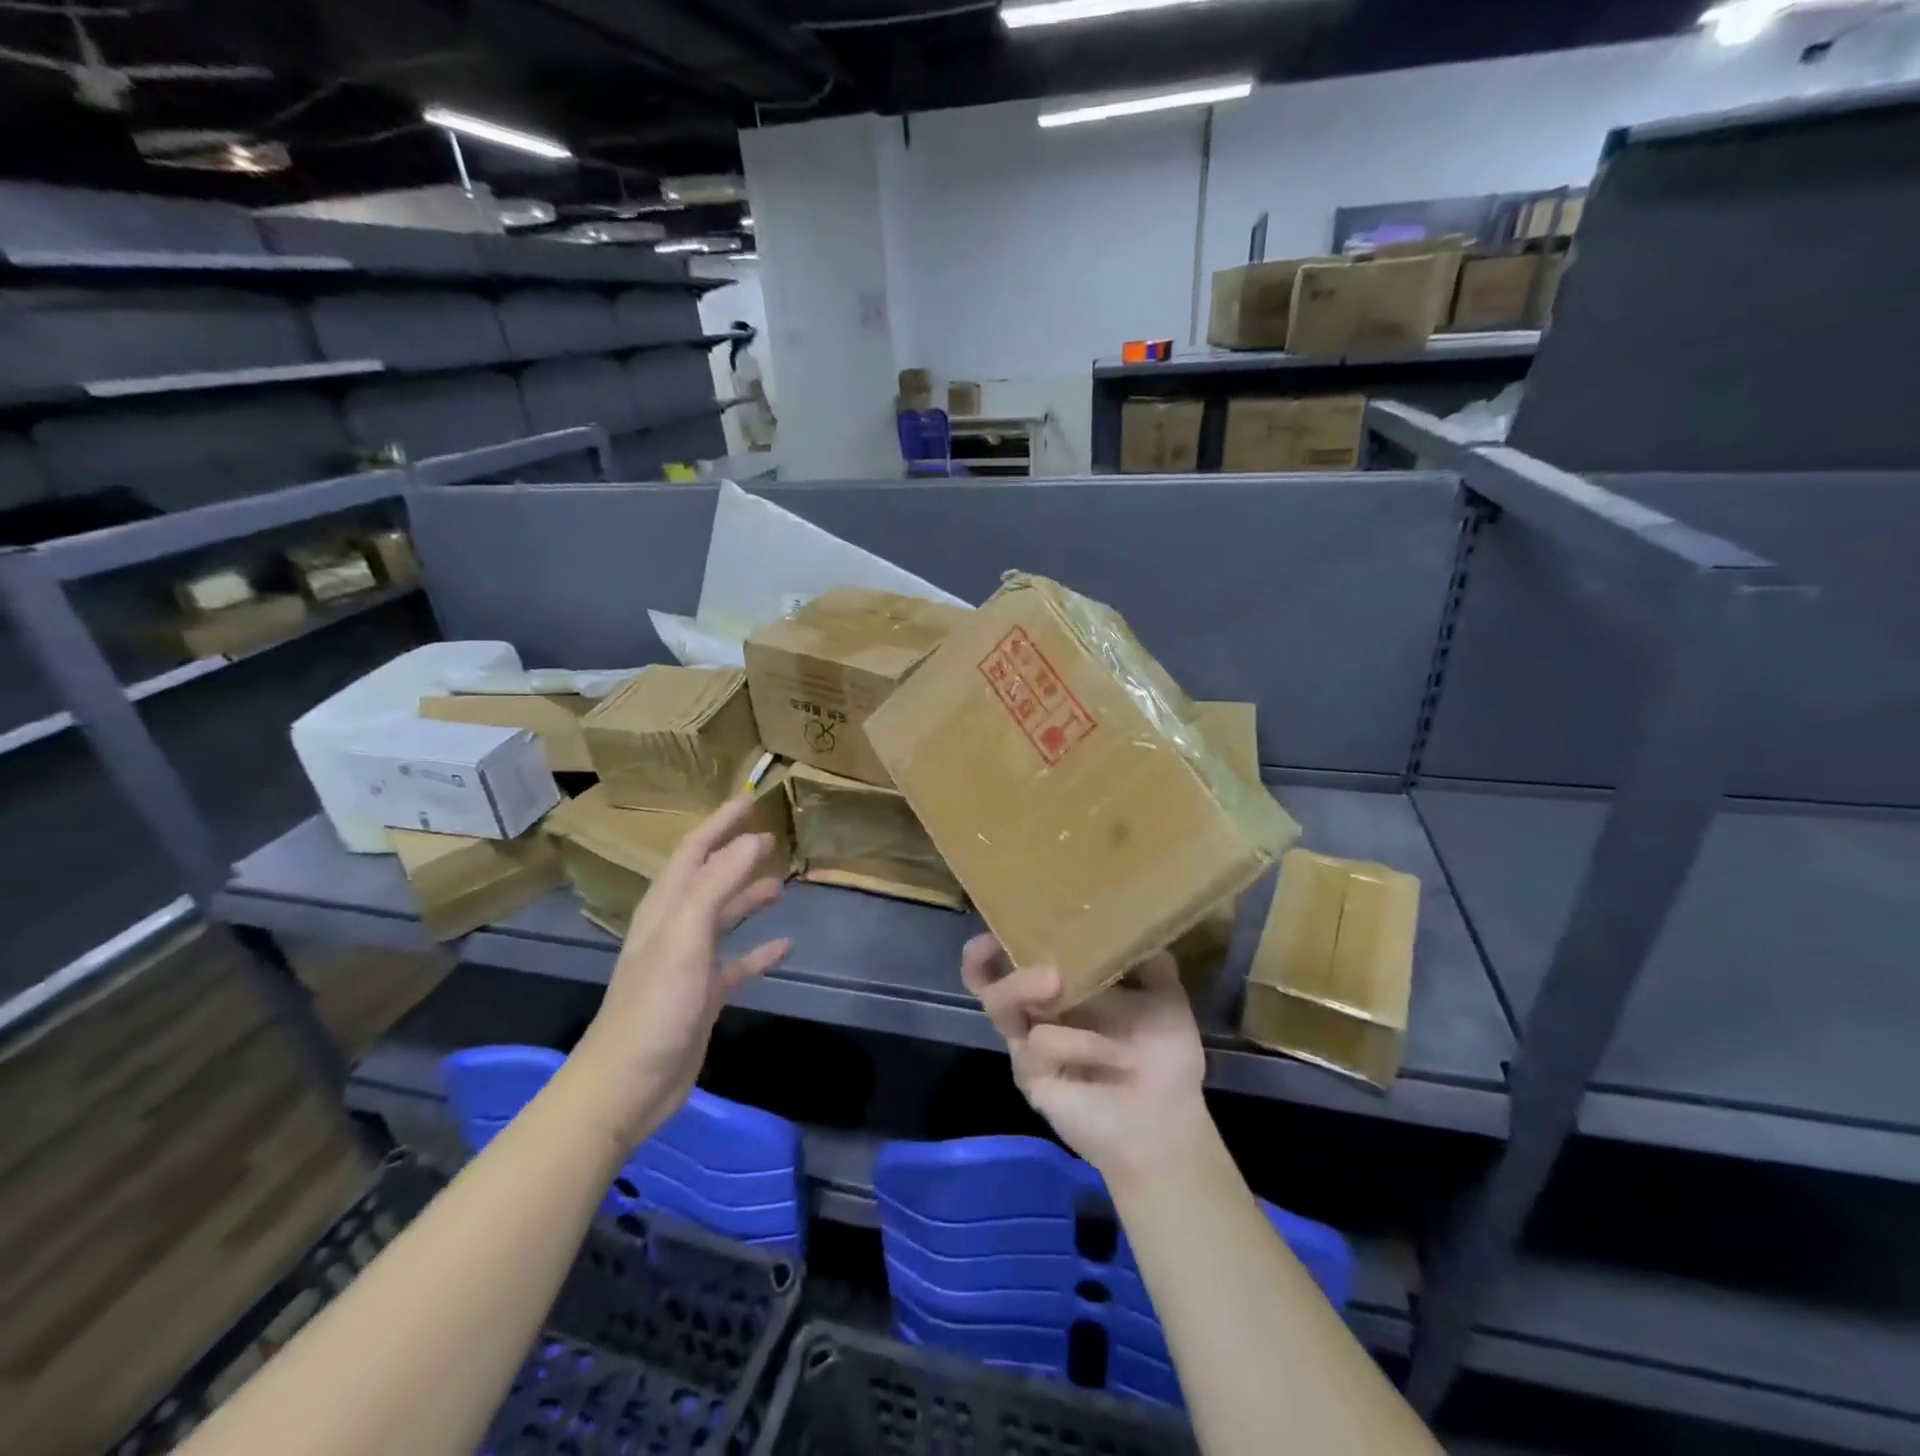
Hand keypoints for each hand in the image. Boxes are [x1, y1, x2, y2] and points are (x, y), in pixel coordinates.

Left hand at [571, 796, 790, 1148]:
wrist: (627, 1084)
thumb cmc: (655, 1005)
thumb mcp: (685, 938)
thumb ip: (717, 885)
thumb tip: (751, 841)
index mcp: (666, 909)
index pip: (694, 851)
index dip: (720, 824)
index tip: (750, 801)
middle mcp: (675, 928)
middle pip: (709, 879)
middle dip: (736, 855)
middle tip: (772, 838)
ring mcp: (689, 963)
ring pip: (724, 918)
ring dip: (749, 898)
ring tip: (781, 884)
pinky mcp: (704, 995)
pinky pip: (737, 964)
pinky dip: (759, 952)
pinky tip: (785, 946)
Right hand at [960, 935, 1211, 1191]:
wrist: (1169, 1122)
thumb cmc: (1165, 1058)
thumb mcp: (1164, 997)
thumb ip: (1149, 961)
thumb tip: (1139, 920)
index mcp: (1061, 990)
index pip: (1012, 960)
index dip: (994, 943)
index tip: (996, 924)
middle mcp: (1037, 1014)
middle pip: (989, 981)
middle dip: (996, 962)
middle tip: (1038, 961)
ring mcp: (1029, 1046)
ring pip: (1000, 1006)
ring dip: (1026, 989)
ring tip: (1054, 983)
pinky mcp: (1031, 1076)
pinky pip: (1039, 1044)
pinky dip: (1077, 1042)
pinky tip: (1111, 1057)